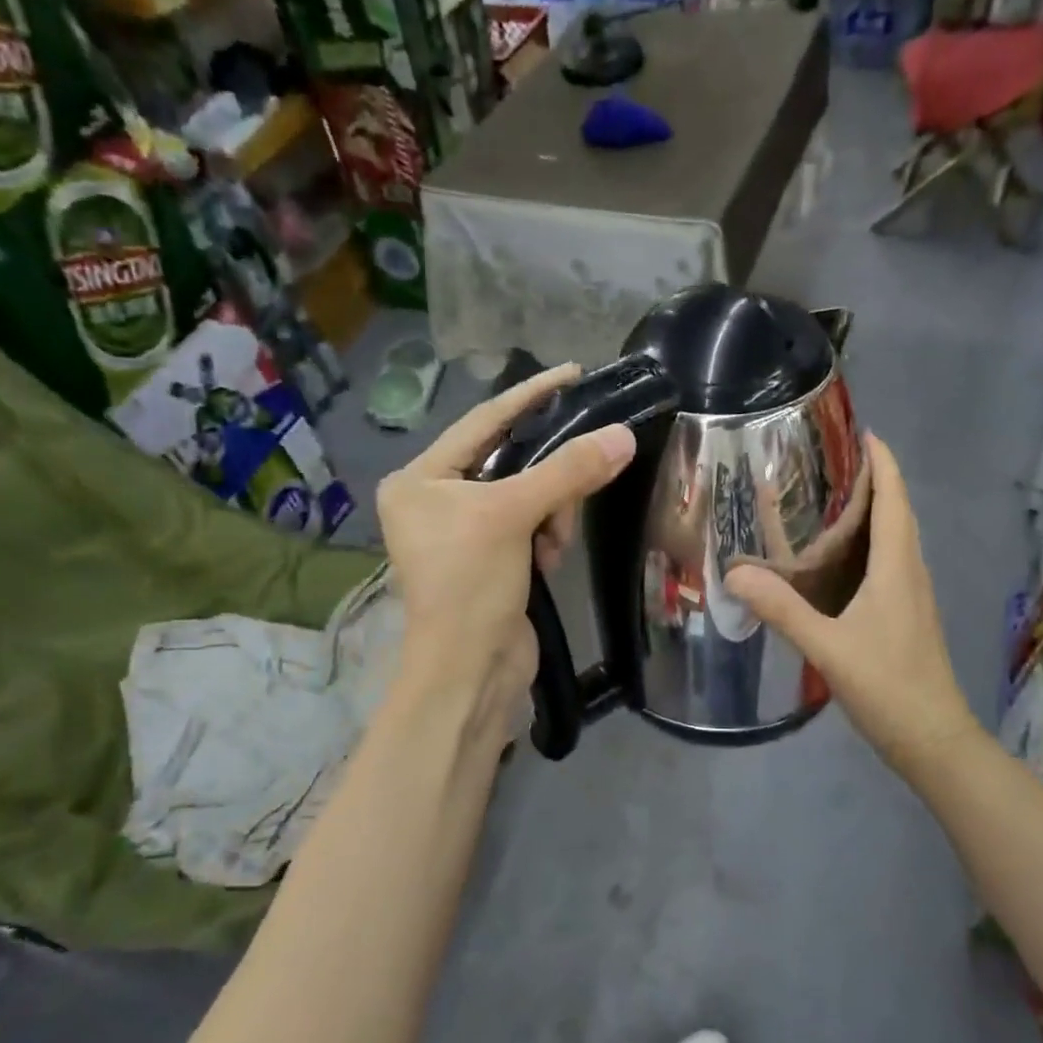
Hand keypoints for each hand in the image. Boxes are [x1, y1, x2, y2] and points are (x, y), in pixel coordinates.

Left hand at [377, 365, 635, 744]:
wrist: (470, 671)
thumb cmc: (470, 584)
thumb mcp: (513, 516)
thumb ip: (567, 471)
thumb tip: (622, 436)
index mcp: (420, 478)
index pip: (483, 421)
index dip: (531, 396)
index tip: (574, 372)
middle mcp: (435, 499)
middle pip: (511, 461)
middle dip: (547, 479)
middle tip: (571, 497)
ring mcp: (464, 533)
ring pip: (528, 496)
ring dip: (550, 515)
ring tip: (550, 546)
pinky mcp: (492, 560)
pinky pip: (531, 527)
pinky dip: (547, 538)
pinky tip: (547, 562)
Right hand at [724, 433, 972, 770]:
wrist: (933, 739)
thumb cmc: (888, 686)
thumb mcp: (827, 646)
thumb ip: (781, 609)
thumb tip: (734, 573)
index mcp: (897, 567)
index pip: (894, 497)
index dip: (882, 461)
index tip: (859, 430)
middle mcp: (910, 571)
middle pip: (897, 511)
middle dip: (873, 479)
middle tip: (827, 462)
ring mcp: (912, 595)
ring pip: (895, 538)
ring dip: (872, 511)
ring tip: (827, 500)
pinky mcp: (907, 616)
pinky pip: (890, 563)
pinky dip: (868, 545)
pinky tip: (837, 561)